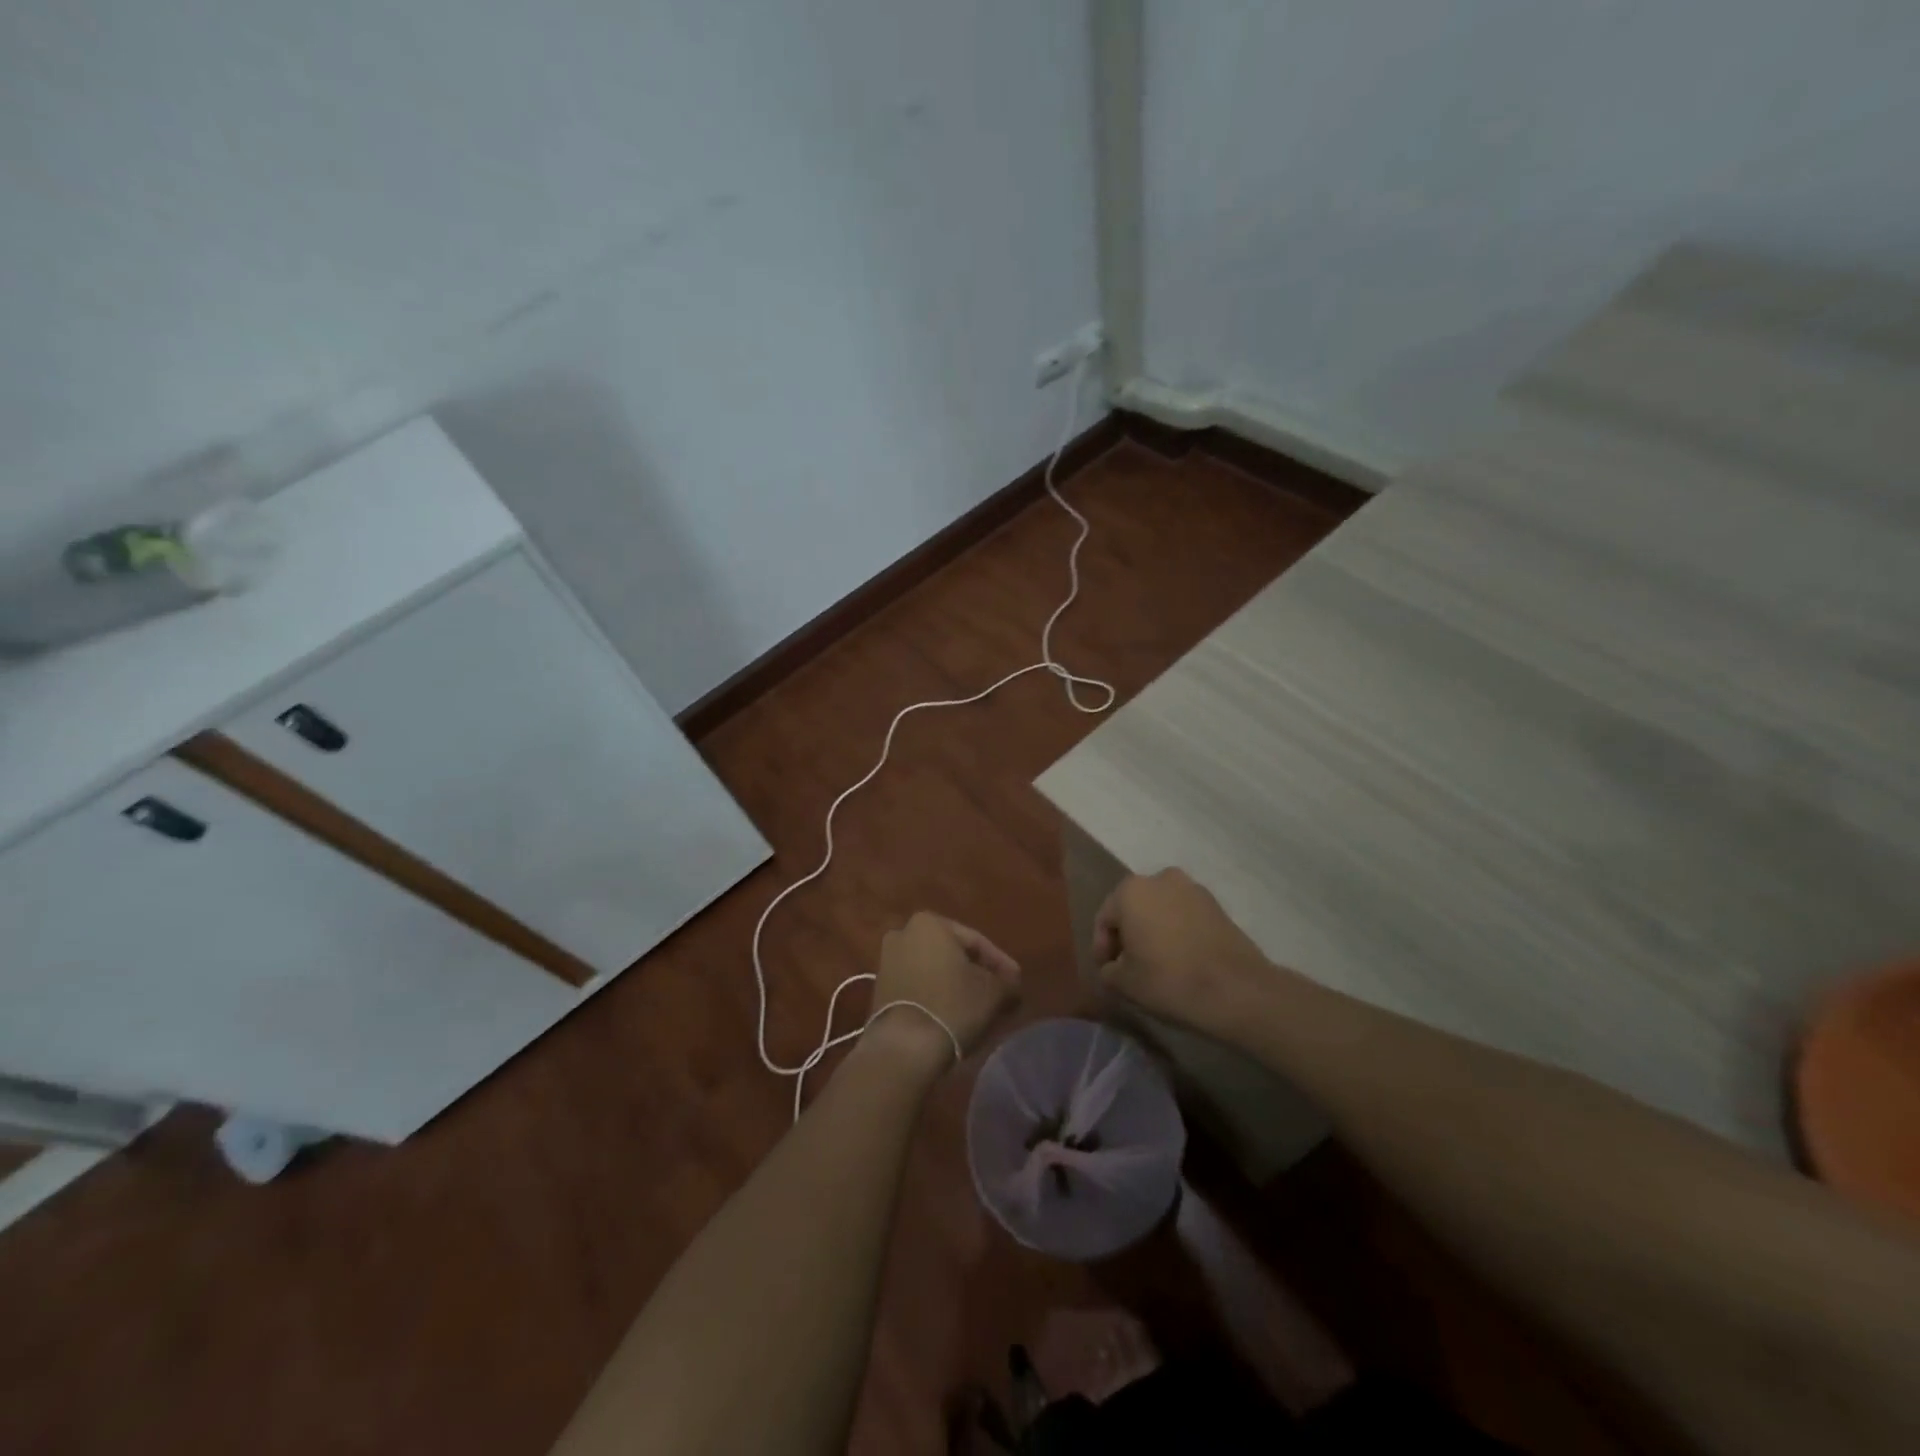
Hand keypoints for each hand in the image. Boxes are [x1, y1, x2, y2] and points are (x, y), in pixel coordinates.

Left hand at [867, 912, 1020, 1071]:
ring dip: (956, 984)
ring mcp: (887, 960)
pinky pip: (918, 985)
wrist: (903, 1047)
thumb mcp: (993, 992)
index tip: (1016, 983)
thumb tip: (1012, 985)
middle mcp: (904, 932)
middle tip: (999, 992)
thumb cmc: (952, 1006)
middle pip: (953, 953)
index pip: (976, 941)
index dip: (1000, 963)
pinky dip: (936, 995)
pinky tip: (953, 1013)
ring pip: (934, 969)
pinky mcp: (880, 988)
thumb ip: (1007, 982)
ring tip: (978, 1006)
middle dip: (976, 972)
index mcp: (930, 922)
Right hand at [1092, 869, 1271, 1031]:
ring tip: (1157, 963)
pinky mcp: (1217, 904)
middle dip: (1128, 935)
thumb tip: (1114, 966)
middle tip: (1129, 966)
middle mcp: (1159, 879)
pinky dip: (1177, 932)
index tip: (1108, 972)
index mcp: (1130, 891)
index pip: (1105, 919)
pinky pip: (1184, 915)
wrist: (1237, 990)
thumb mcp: (1124, 983)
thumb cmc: (1169, 980)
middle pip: (1133, 909)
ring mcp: (1192, 888)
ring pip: (1160, 910)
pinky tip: (1181, 959)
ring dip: (1153, 931)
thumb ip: (1109, 970)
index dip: (1102, 948)